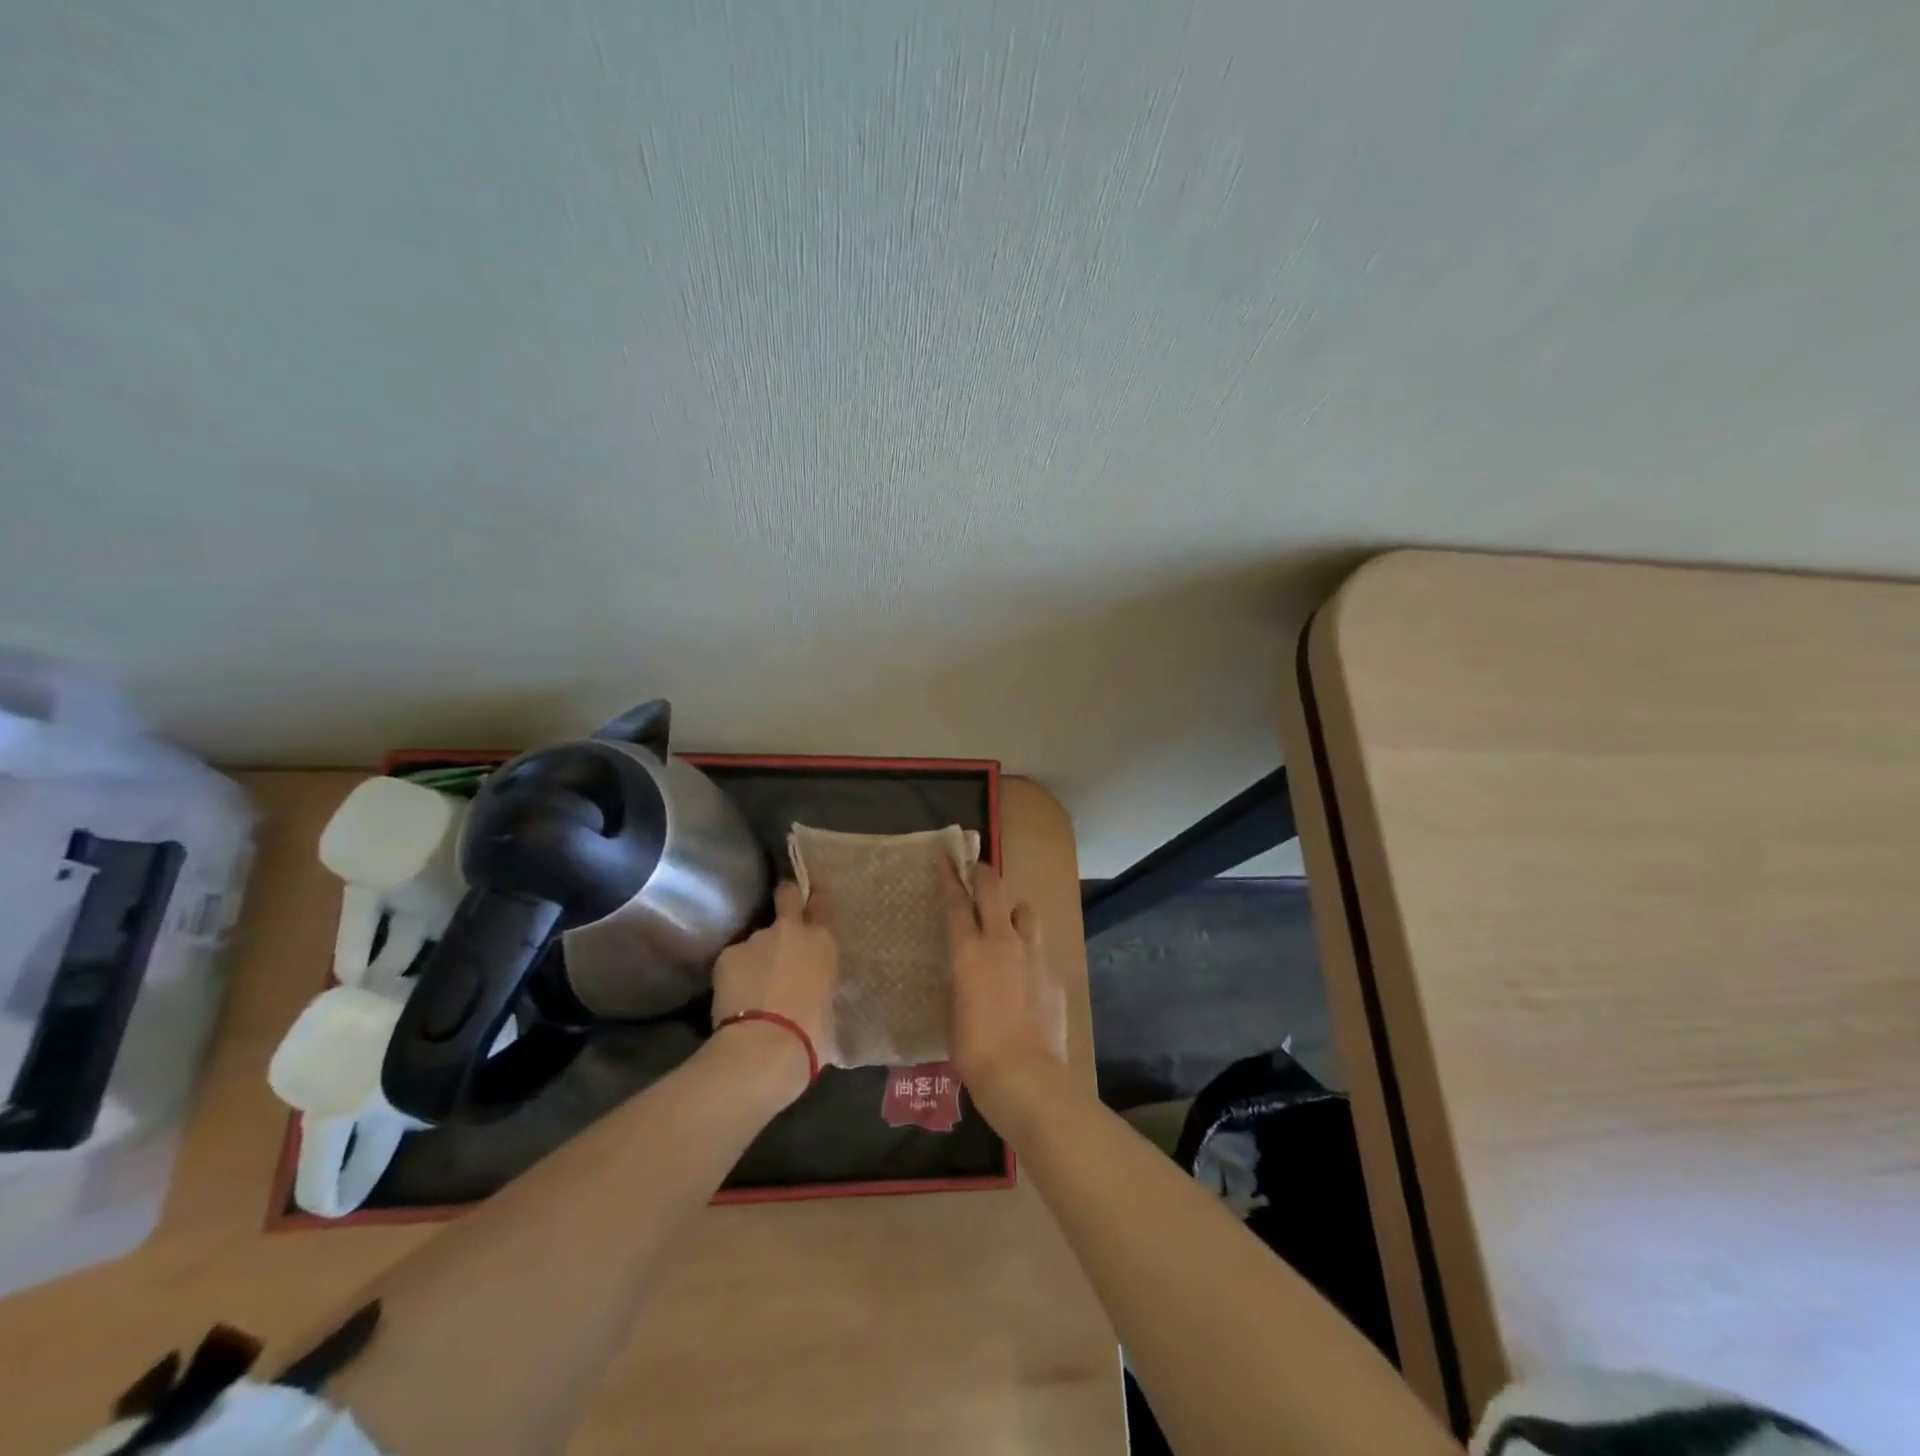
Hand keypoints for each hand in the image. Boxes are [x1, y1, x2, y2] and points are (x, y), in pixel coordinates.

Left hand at [711, 881, 837, 1094]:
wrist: (765, 1046)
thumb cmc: (812, 1032)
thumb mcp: (827, 1002)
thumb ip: (818, 982)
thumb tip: (810, 987)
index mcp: (822, 941)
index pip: (821, 903)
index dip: (815, 900)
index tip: (811, 902)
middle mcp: (790, 930)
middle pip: (787, 895)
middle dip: (785, 897)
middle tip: (783, 910)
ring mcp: (755, 939)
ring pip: (757, 939)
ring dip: (757, 954)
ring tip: (754, 984)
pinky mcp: (727, 955)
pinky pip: (735, 960)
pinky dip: (736, 973)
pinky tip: (735, 996)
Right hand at [942, 859, 1066, 1108]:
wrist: (1025, 1077)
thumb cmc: (975, 1049)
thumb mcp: (952, 1010)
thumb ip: (960, 979)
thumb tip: (967, 970)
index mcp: (969, 951)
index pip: (956, 902)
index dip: (949, 876)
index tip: (946, 856)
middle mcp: (1002, 941)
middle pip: (994, 889)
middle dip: (983, 874)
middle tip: (976, 871)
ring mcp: (1033, 955)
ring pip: (1025, 911)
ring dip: (1012, 911)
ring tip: (1006, 926)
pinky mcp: (1053, 974)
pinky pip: (1039, 950)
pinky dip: (1028, 954)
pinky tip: (1025, 979)